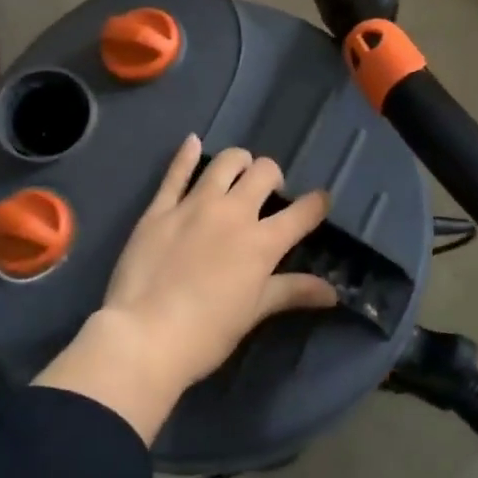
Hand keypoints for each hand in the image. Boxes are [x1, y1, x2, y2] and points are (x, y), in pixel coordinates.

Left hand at [37, 136, 337, 441]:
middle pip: (264, 173)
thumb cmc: (207, 333)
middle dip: (274, 177)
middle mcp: (233, 213)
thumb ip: (292, 292)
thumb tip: (333, 293)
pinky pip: (176, 173)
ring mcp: (194, 206)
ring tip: (239, 171)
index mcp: (262, 242)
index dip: (317, 204)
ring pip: (225, 163)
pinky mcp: (159, 209)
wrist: (144, 336)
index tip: (320, 202)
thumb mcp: (254, 313)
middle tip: (268, 194)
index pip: (303, 213)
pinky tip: (192, 142)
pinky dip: (186, 154)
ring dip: (239, 162)